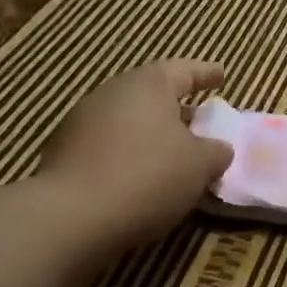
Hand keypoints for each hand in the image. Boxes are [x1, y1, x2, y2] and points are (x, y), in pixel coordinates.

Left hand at [37, 61, 233, 246]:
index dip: (206, 73)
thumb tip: (218, 148)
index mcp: (148, 85)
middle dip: (178, 109)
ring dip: (152, 135)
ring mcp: (82, 122)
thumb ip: (216, 151)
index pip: (184, 70)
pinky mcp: (64, 154)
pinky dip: (129, 156)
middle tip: (200, 124)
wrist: (71, 216)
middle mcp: (112, 94)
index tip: (221, 75)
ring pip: (129, 122)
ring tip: (173, 157)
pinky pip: (109, 147)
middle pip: (152, 95)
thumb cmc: (149, 176)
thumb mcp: (201, 165)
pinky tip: (141, 179)